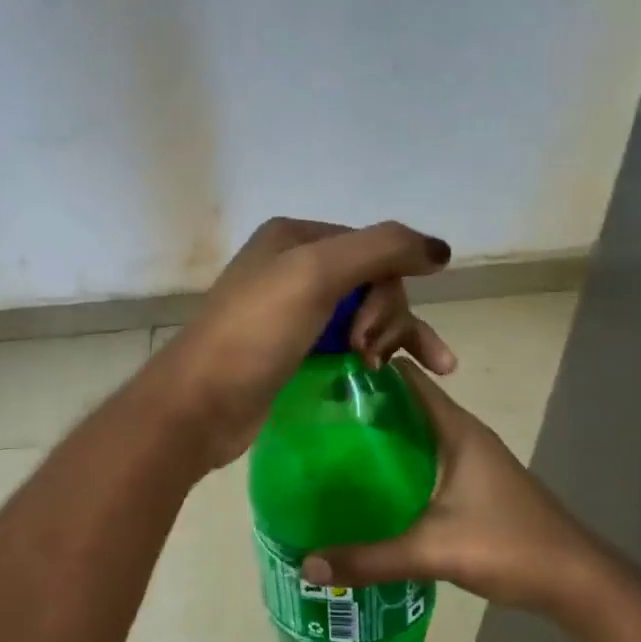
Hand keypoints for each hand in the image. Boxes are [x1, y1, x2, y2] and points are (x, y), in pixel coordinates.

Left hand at [151, 217, 455, 466]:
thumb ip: (383, 249)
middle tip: (368, 354)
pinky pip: (347, 344)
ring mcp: (293, 312)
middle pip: (372, 282)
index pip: (373, 248)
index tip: (370, 330)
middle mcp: (294, 267)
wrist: (200, 404)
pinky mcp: (294, 352)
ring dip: (393, 337)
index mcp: (295, 237)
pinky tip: (391, 375)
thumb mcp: (316, 274)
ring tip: (409, 369)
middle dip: (385, 317)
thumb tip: (441, 250)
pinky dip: (374, 355)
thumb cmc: (255, 332)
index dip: (387, 286)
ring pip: (365, 314)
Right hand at [299, 360, 592, 614]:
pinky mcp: (474, 488)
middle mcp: (465, 437)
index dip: (368, 372)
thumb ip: (368, 559)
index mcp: (457, 431)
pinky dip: (398, 466)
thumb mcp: (432, 551)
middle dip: (364, 409)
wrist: (575, 581)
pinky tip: (371, 488)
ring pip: (418, 437)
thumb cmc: (508, 546)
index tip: (323, 377)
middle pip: (408, 407)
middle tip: (313, 419)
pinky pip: (427, 462)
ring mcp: (473, 462)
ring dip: (381, 439)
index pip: (408, 381)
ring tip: (331, 450)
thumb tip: (306, 563)